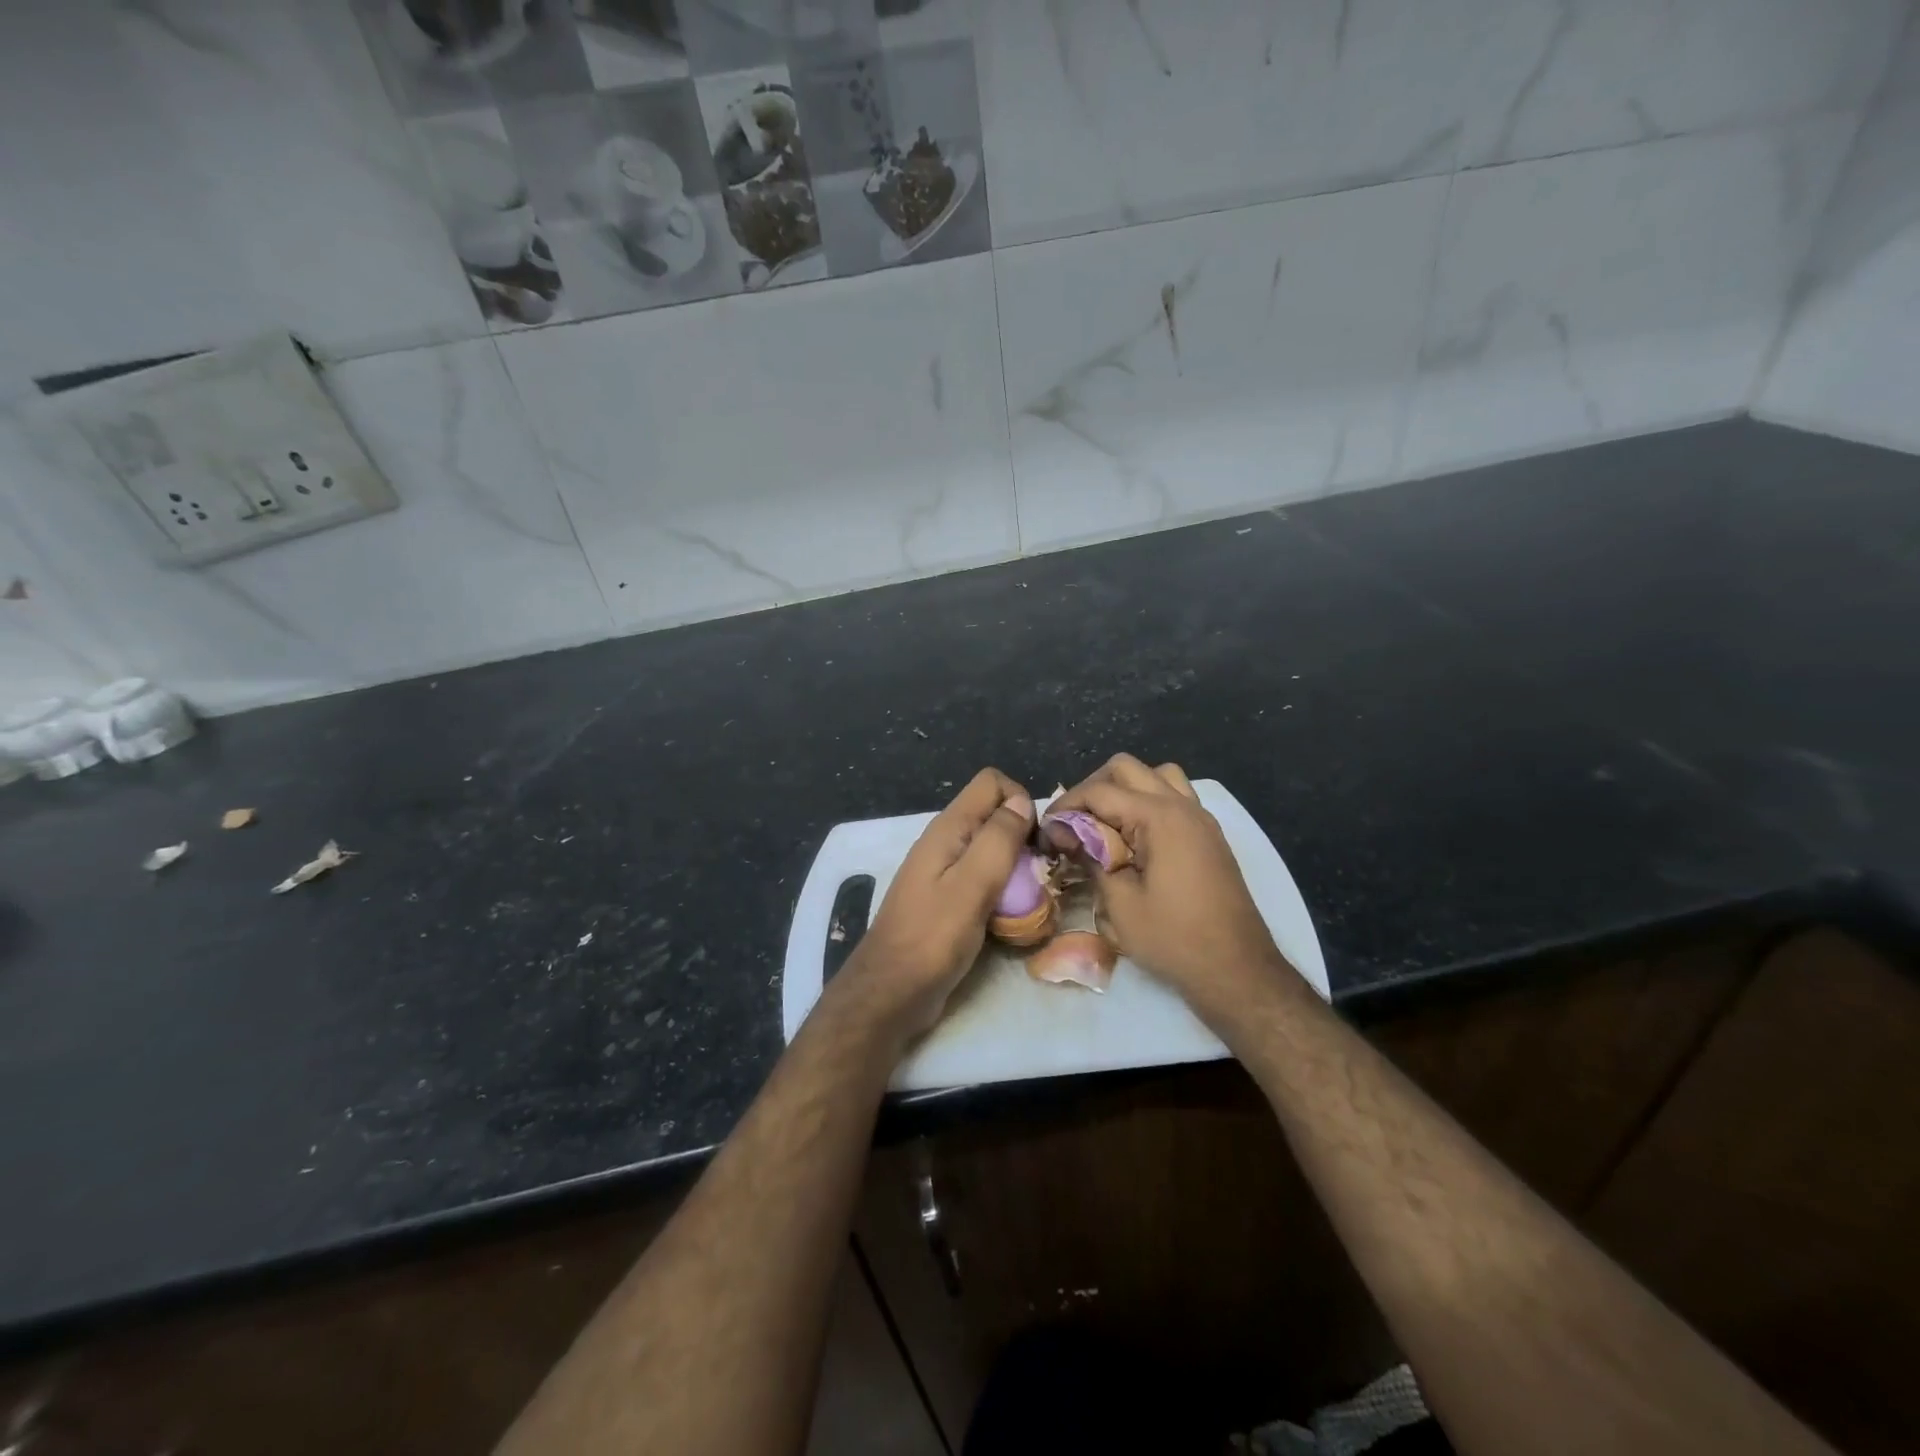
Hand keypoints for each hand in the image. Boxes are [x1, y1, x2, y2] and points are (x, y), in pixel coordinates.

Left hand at [832, 767, 1034, 1043]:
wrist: (891, 992)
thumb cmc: (932, 938)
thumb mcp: (972, 885)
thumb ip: (998, 839)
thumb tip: (1022, 802)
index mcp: (948, 829)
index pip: (992, 783)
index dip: (1021, 802)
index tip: (1036, 841)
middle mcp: (946, 842)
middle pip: (994, 816)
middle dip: (1024, 837)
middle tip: (1040, 875)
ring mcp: (945, 872)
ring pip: (992, 850)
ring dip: (1017, 868)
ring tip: (1031, 900)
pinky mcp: (949, 900)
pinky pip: (984, 880)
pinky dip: (1004, 891)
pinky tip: (1012, 918)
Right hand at [1051, 754, 1293, 1018]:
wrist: (1237, 970)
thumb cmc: (1174, 939)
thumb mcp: (1119, 903)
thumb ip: (1091, 857)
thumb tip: (1066, 834)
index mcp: (1159, 817)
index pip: (1099, 791)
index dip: (1065, 807)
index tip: (1046, 832)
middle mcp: (1182, 806)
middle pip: (1126, 768)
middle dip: (1092, 789)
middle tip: (1073, 825)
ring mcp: (1200, 818)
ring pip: (1156, 776)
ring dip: (1124, 790)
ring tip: (1106, 824)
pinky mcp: (1208, 835)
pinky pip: (1175, 796)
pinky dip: (1148, 803)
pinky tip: (1135, 838)